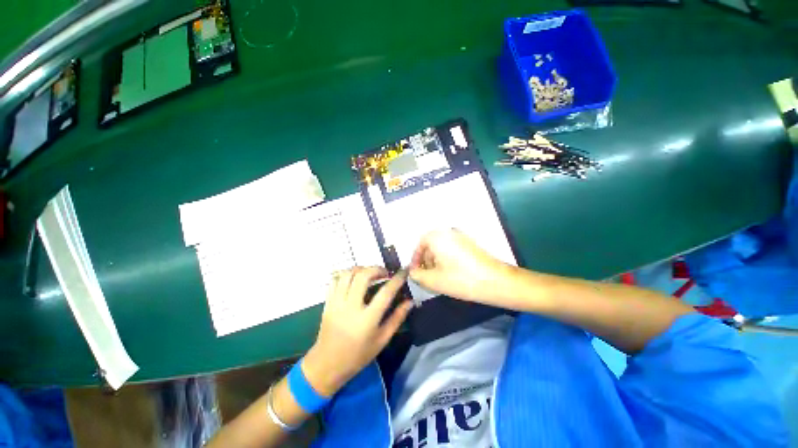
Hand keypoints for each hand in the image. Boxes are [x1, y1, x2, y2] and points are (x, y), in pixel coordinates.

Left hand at [302, 267, 412, 396]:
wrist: (327, 364)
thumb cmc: (358, 355)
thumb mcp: (382, 340)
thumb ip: (397, 318)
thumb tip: (410, 301)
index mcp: (367, 320)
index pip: (385, 292)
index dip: (397, 279)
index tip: (404, 271)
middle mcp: (351, 307)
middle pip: (363, 276)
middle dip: (376, 269)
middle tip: (385, 273)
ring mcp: (336, 303)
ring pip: (348, 274)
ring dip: (361, 269)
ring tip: (370, 273)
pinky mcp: (328, 302)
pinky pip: (336, 280)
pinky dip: (347, 274)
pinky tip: (354, 278)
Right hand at [409, 229, 511, 304]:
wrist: (496, 281)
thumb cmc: (461, 279)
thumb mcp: (433, 280)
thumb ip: (417, 275)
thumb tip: (413, 272)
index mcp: (438, 237)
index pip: (420, 245)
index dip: (415, 259)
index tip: (416, 272)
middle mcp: (448, 232)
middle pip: (430, 245)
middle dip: (426, 261)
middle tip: (426, 276)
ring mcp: (461, 237)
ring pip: (441, 248)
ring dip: (436, 261)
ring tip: (438, 277)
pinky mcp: (470, 244)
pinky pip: (452, 249)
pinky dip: (447, 259)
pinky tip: (451, 274)